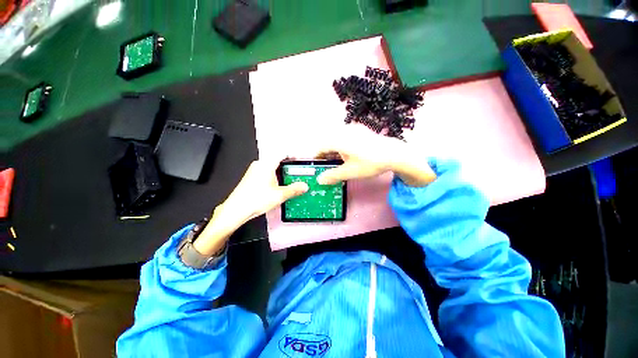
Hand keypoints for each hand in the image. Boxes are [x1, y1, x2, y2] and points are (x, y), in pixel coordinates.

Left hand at [194, 158, 307, 254]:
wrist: (236, 210)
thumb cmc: (256, 199)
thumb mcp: (279, 195)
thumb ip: (294, 189)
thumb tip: (305, 186)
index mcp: (266, 164)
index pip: (283, 153)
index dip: (293, 156)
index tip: (302, 161)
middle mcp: (259, 164)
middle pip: (278, 161)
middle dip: (289, 167)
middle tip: (299, 173)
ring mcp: (254, 171)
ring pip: (272, 168)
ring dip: (282, 173)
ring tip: (292, 181)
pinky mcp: (252, 178)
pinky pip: (267, 173)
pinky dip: (275, 177)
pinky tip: (280, 187)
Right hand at [316, 126, 435, 186]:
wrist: (393, 154)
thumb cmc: (369, 163)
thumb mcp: (350, 172)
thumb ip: (333, 176)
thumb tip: (320, 180)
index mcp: (338, 140)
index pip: (321, 147)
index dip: (317, 157)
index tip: (317, 166)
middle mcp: (343, 131)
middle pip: (328, 142)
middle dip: (326, 154)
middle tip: (328, 166)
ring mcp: (353, 129)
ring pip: (337, 139)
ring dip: (335, 150)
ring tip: (338, 161)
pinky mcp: (360, 130)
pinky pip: (346, 137)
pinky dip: (343, 146)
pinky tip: (349, 154)